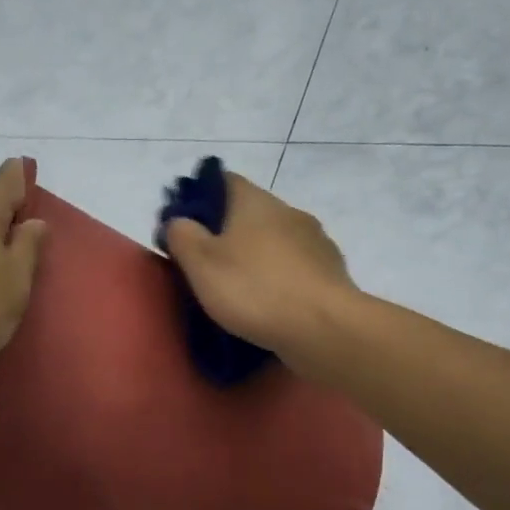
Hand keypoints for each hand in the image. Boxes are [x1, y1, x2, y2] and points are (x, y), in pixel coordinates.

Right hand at [162, 170, 359, 368]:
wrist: (324, 328)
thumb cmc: (255, 290)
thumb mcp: (201, 263)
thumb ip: (182, 236)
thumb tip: (178, 220)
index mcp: (255, 201)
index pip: (223, 181)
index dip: (200, 199)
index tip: (186, 228)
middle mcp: (289, 212)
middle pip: (251, 214)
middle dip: (229, 235)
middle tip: (207, 267)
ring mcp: (316, 242)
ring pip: (276, 243)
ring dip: (257, 259)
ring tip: (240, 291)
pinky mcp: (331, 274)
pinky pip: (296, 271)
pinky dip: (281, 281)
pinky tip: (271, 306)